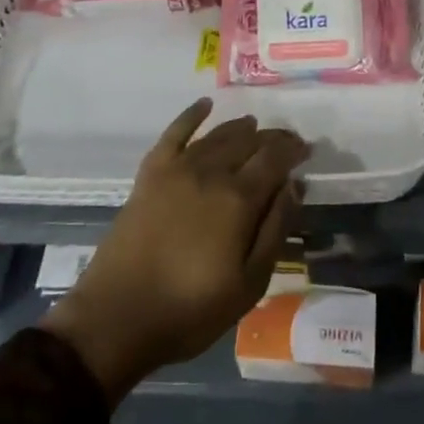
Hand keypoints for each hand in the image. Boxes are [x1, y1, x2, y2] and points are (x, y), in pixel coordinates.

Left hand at [42, 99, 306, 405]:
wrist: (116, 318)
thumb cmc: (190, 310)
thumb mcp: (249, 284)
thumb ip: (275, 229)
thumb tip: (294, 186)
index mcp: (239, 198)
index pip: (275, 157)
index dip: (294, 150)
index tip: (307, 151)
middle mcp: (211, 171)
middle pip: (249, 141)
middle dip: (273, 138)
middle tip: (287, 144)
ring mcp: (177, 169)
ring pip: (218, 135)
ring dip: (241, 128)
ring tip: (255, 128)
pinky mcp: (150, 174)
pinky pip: (174, 133)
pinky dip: (191, 115)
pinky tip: (205, 105)